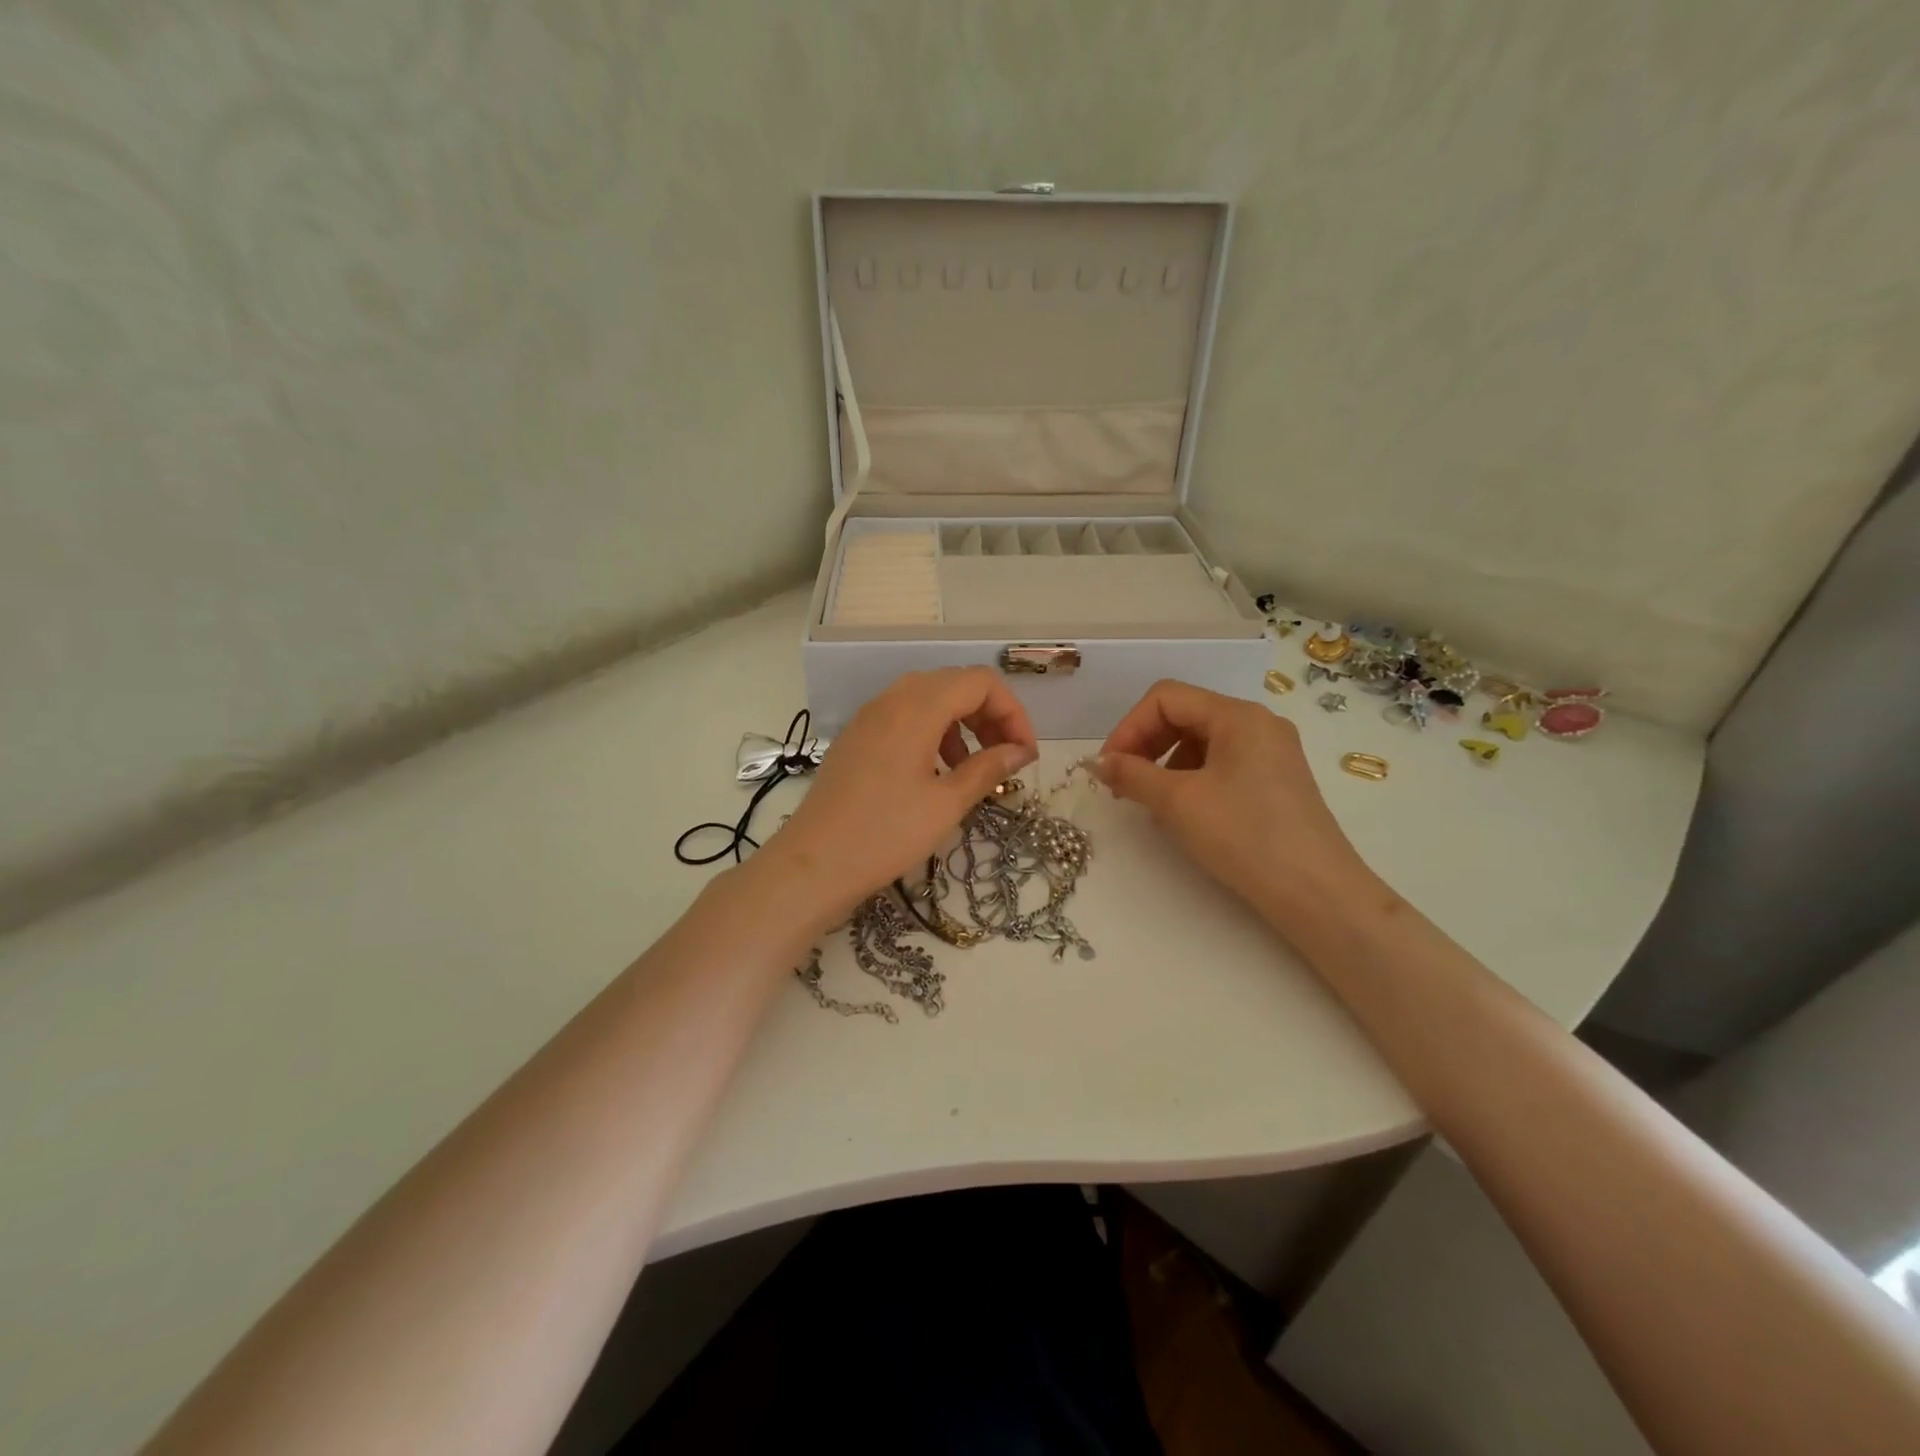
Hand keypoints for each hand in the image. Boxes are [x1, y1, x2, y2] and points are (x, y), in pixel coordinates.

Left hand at [750, 670, 1037, 931]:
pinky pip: (904, 717)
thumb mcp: (946, 803)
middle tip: (1006, 757)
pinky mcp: (857, 737)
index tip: (1024, 754)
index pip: (980, 682)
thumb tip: (1020, 751)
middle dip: (989, 715)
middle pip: (955, 684)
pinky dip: (932, 732)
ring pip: (929, 699)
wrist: (813, 863)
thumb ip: (988, 768)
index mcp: (917, 707)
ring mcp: (870, 716)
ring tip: (974, 767)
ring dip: (961, 723)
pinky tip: (936, 771)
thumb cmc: (886, 834)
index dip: (1012, 712)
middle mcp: (892, 699)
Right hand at [1093, 680, 1374, 926]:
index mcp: (1238, 716)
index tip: (1108, 768)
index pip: (1166, 698)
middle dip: (1145, 744)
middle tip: (1122, 784)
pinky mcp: (1276, 780)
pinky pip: (1221, 763)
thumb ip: (1132, 774)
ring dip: (1165, 762)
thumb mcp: (1178, 802)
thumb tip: (1098, 763)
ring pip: (1201, 740)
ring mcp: (1272, 752)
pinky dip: (1191, 778)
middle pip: (1184, 714)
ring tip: (1151, 801)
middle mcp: (1258, 723)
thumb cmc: (1244, 837)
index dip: (1128, 727)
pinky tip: (1184, 811)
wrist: (1316, 893)